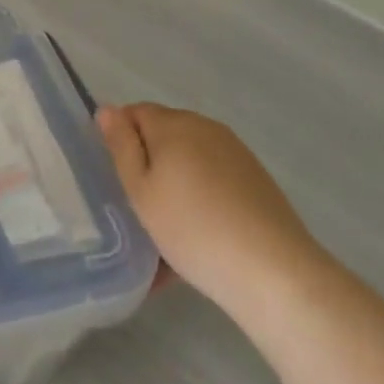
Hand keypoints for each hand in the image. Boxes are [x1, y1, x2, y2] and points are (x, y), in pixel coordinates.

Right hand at [99, 103, 331, 332]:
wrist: (275, 274)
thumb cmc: (192, 227)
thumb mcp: (140, 189)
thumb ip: (121, 145)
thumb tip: (108, 110)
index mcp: (174, 124)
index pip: (133, 112)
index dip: (119, 140)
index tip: (117, 178)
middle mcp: (206, 128)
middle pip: (163, 135)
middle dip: (148, 163)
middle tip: (138, 207)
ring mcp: (236, 154)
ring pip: (189, 161)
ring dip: (174, 185)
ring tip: (167, 233)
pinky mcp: (257, 182)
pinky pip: (213, 182)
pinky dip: (200, 201)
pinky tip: (198, 241)